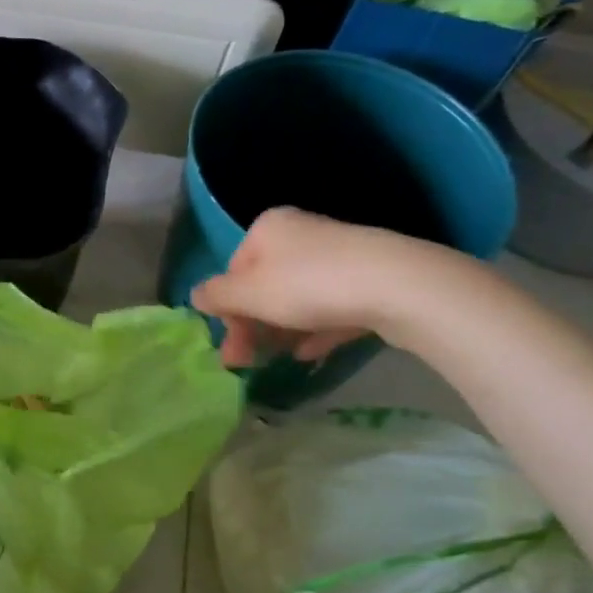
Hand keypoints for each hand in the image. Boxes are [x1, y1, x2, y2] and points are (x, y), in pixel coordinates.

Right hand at [189, 208, 446, 367]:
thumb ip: (217, 295)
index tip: (233, 347)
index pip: (234, 271)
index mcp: (268, 228)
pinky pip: (332, 306)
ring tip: (282, 360)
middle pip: (265, 285)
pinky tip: (313, 353)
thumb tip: (194, 296)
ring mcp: (339, 255)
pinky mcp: (369, 278)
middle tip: (248, 363)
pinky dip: (317, 328)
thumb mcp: (250, 293)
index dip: (229, 310)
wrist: (398, 286)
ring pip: (298, 297)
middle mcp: (301, 234)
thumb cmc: (308, 285)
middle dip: (254, 325)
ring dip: (283, 330)